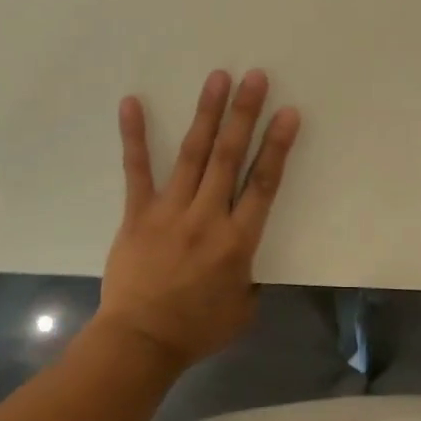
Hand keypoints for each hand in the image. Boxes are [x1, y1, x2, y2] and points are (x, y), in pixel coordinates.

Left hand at [94, 69, 300, 368]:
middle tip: (255, 77)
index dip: (277, 146)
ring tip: (217, 78)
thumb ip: (250, 276)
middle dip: (244, 115)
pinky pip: (137, 170)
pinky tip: (132, 103)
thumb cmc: (196, 330)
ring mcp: (170, 212)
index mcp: (238, 241)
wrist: (140, 343)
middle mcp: (207, 217)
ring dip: (206, 114)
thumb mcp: (243, 310)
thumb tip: (247, 258)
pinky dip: (135, 136)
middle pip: (230, 157)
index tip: (288, 113)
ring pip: (193, 155)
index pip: (264, 184)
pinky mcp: (137, 214)